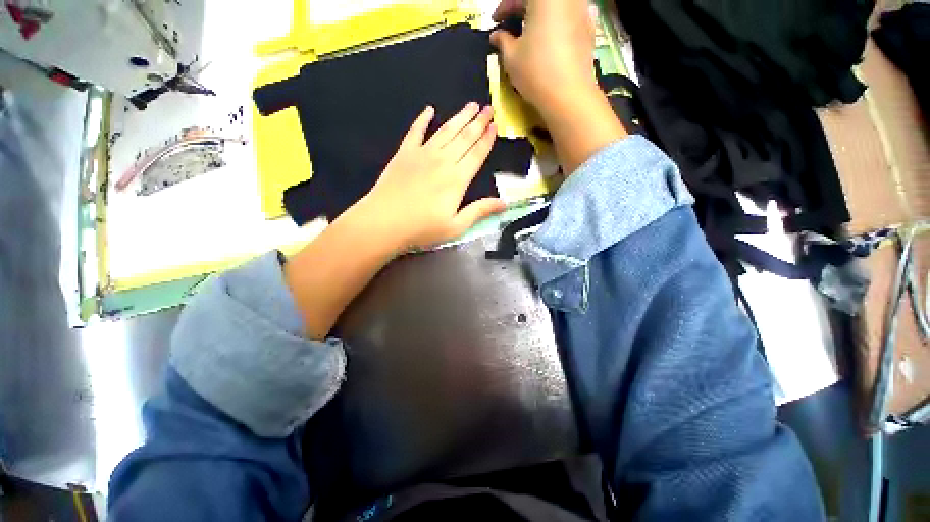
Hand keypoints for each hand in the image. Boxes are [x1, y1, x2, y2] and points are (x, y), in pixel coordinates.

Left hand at [360, 102, 505, 251]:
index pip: (477, 154)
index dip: (487, 139)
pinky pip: (415, 131)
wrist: (384, 222)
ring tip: (470, 105)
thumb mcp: (456, 227)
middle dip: (478, 122)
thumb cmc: (422, 229)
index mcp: (457, 179)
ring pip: (445, 131)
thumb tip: (505, 203)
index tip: (495, 125)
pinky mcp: (404, 153)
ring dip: (459, 117)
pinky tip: (429, 110)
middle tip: (488, 107)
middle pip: (464, 137)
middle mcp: (443, 161)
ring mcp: (422, 154)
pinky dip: (423, 120)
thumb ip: (479, 211)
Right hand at [489, 0, 626, 172]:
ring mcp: (582, 10)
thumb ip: (502, 40)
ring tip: (530, 31)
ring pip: (557, 6)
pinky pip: (571, 16)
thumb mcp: (511, 57)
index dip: (503, 7)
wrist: (568, 95)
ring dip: (541, 14)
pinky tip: (551, 36)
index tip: (495, 21)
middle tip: (510, 25)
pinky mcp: (590, 28)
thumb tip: (496, 35)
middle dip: (522, 8)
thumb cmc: (535, 72)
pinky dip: (558, 22)